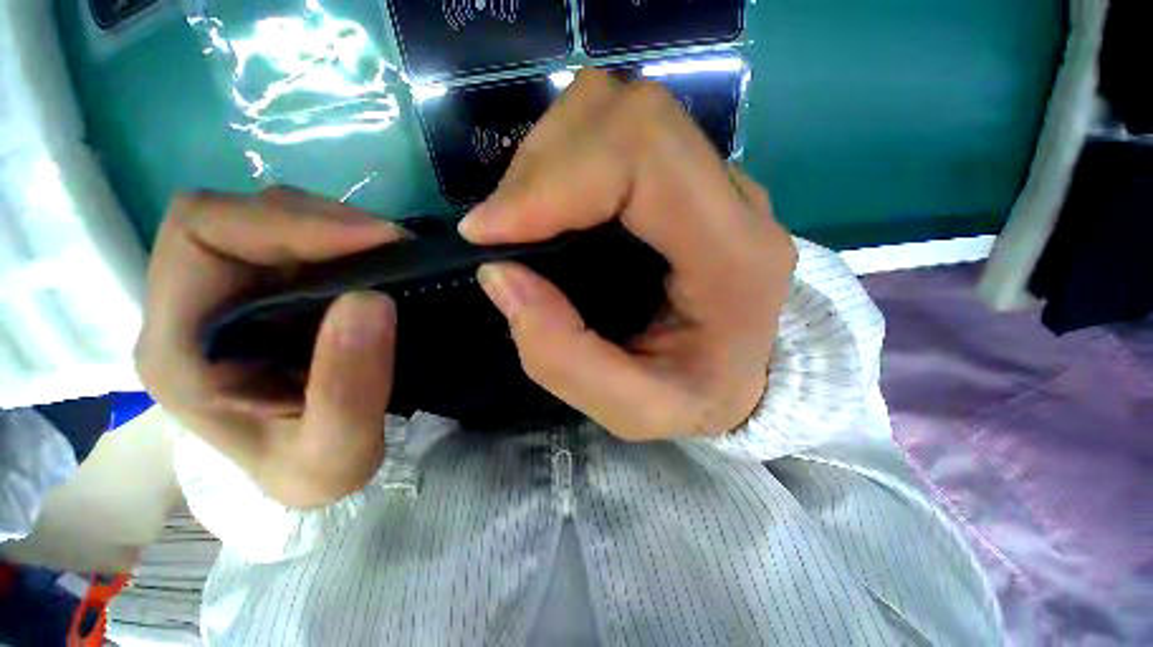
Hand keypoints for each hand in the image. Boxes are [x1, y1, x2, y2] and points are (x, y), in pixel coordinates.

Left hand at [135, 188, 405, 508]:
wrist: (314, 468)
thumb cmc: (314, 471)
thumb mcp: (338, 454)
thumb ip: (349, 390)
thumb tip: (371, 300)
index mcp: (180, 349)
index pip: (200, 236)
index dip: (284, 223)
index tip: (375, 242)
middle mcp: (188, 309)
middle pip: (233, 218)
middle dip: (319, 221)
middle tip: (393, 246)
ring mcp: (225, 296)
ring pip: (265, 221)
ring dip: (334, 228)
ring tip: (389, 255)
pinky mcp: (263, 293)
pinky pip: (294, 241)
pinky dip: (340, 240)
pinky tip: (373, 263)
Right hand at [461, 69, 796, 440]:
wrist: (739, 379)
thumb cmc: (697, 398)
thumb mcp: (635, 409)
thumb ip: (564, 358)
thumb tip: (500, 273)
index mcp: (735, 255)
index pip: (645, 156)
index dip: (552, 179)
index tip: (490, 231)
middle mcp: (734, 199)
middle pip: (630, 115)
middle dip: (542, 164)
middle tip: (503, 227)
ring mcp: (715, 180)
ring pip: (620, 111)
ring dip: (550, 158)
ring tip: (524, 219)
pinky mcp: (690, 179)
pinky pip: (620, 134)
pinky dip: (566, 159)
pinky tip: (551, 208)